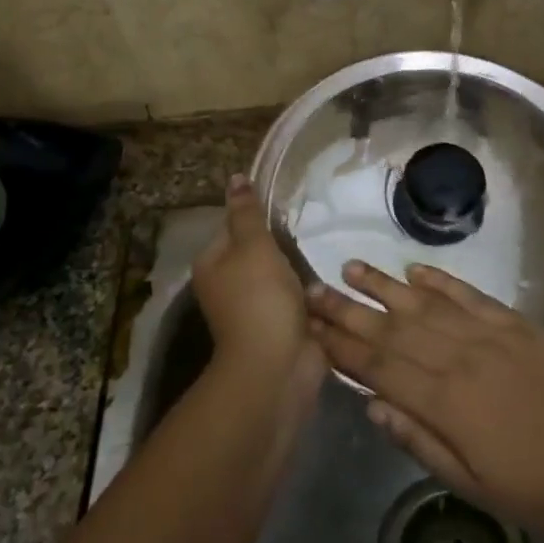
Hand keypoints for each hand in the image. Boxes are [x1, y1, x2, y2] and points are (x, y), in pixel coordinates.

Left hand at [192, 175, 319, 393]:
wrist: (278, 365)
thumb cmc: (260, 298)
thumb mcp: (253, 246)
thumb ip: (248, 212)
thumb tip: (235, 177)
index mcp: (212, 264)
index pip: (233, 226)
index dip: (258, 216)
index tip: (287, 207)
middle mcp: (228, 285)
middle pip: (258, 250)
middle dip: (284, 242)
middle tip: (313, 225)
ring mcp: (256, 308)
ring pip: (281, 274)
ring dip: (301, 266)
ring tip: (326, 246)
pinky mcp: (281, 325)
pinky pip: (298, 297)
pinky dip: (311, 290)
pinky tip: (331, 276)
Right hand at [306, 261, 543, 535]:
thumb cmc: (533, 487)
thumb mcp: (469, 483)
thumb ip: (417, 440)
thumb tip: (371, 403)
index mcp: (444, 401)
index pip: (378, 366)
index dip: (341, 346)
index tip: (309, 327)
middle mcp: (459, 357)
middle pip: (393, 328)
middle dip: (348, 309)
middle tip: (313, 289)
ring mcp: (489, 334)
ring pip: (425, 303)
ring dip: (385, 285)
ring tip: (352, 268)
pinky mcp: (515, 324)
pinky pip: (470, 295)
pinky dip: (441, 280)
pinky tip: (415, 269)